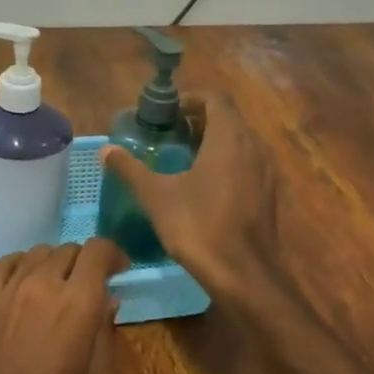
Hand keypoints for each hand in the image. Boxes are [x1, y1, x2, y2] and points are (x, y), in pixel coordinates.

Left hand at [0, 238, 126, 373]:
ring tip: (59, 286)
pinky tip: (26, 281)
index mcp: (79, 302)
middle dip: (86, 263)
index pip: (98, 250)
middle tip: (91, 286)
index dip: (113, 255)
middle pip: (70, 249)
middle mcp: (44, 283)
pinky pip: (5, 264)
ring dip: (56, 263)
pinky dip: (21, 264)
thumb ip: (106, 334)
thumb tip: (108, 302)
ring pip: (38, 252)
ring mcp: (9, 288)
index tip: (119, 272)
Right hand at [101, 93, 283, 297]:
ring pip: (239, 142)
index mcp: (229, 137)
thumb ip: (131, 169)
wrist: (244, 274)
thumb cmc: (199, 227)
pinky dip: (226, 163)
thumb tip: (105, 149)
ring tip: (184, 159)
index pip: (215, 98)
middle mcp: (253, 146)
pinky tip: (204, 187)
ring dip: (214, 142)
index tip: (167, 113)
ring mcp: (265, 171)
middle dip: (199, 121)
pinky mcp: (268, 194)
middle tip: (170, 135)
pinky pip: (247, 164)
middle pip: (228, 118)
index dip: (191, 99)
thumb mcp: (157, 196)